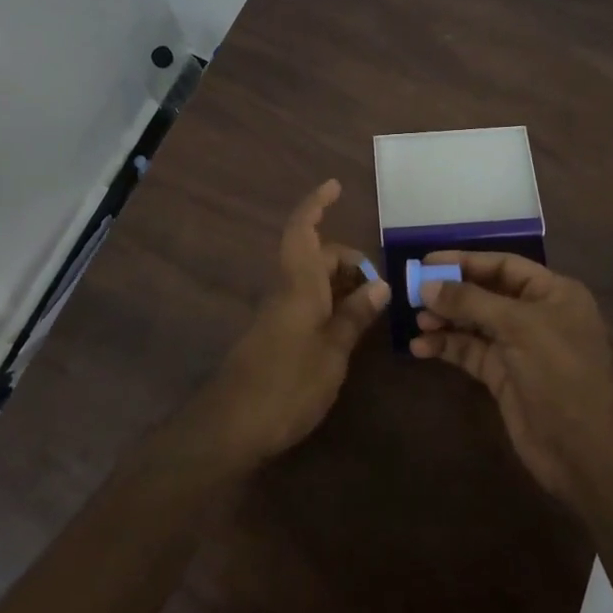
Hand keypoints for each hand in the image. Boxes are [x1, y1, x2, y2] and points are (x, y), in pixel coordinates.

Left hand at [189, 180, 388, 467]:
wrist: (232, 426)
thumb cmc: (287, 383)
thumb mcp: (333, 351)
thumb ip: (355, 315)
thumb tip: (380, 283)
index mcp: (298, 283)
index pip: (303, 229)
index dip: (316, 204)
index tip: (334, 185)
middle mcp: (286, 290)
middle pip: (316, 256)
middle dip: (347, 259)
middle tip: (379, 284)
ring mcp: (278, 313)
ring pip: (312, 280)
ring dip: (340, 284)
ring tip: (372, 306)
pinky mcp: (275, 335)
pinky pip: (306, 303)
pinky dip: (330, 304)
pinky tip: (348, 328)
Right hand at [411, 252, 612, 500]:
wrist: (583, 450)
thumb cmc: (559, 372)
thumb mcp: (518, 326)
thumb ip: (470, 302)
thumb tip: (426, 286)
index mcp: (553, 292)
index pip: (503, 265)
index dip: (465, 261)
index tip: (427, 261)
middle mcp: (536, 315)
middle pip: (485, 293)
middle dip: (451, 293)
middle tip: (413, 292)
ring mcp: (519, 348)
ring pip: (474, 324)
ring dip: (445, 321)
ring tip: (416, 322)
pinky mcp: (504, 377)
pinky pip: (470, 352)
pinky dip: (447, 347)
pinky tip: (420, 348)